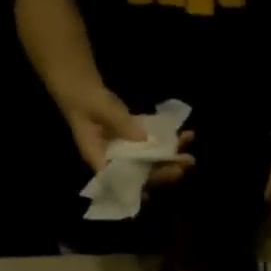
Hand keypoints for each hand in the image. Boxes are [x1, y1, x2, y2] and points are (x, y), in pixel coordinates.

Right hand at [59, 82, 195, 188]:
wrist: (80, 86)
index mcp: (100, 160)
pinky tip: (187, 135)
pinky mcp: (137, 142)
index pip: (122, 181)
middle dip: (164, 173)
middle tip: (183, 166)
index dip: (141, 184)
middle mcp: (116, 162)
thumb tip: (143, 138)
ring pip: (152, 163)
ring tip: (190, 156)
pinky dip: (170, 143)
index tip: (160, 178)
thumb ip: (119, 123)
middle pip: (142, 176)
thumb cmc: (84, 98)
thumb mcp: (99, 107)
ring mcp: (128, 153)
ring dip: (171, 160)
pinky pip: (155, 147)